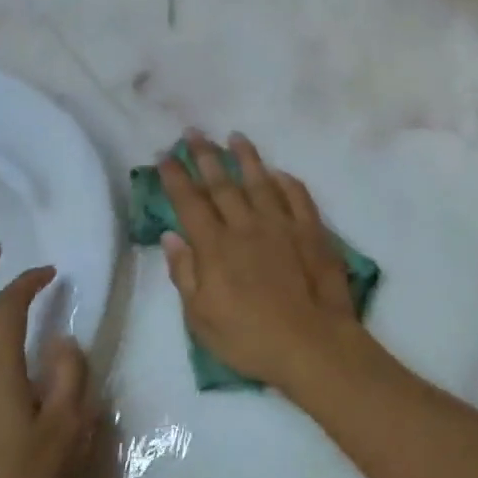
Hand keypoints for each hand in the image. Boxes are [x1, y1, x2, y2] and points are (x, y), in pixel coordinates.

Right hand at [157, 132, 381, 394]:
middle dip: (205, 155)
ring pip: (260, 182)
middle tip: (193, 132)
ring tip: (235, 136)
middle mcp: (246, 226)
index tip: (164, 154)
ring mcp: (282, 225)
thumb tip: (171, 236)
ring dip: (246, 157)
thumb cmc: (250, 338)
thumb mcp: (201, 318)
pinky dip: (287, 182)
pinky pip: (298, 197)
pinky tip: (279, 172)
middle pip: (222, 184)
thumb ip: (185, 274)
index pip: (189, 202)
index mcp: (215, 247)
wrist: (313, 345)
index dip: (175, 177)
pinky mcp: (312, 232)